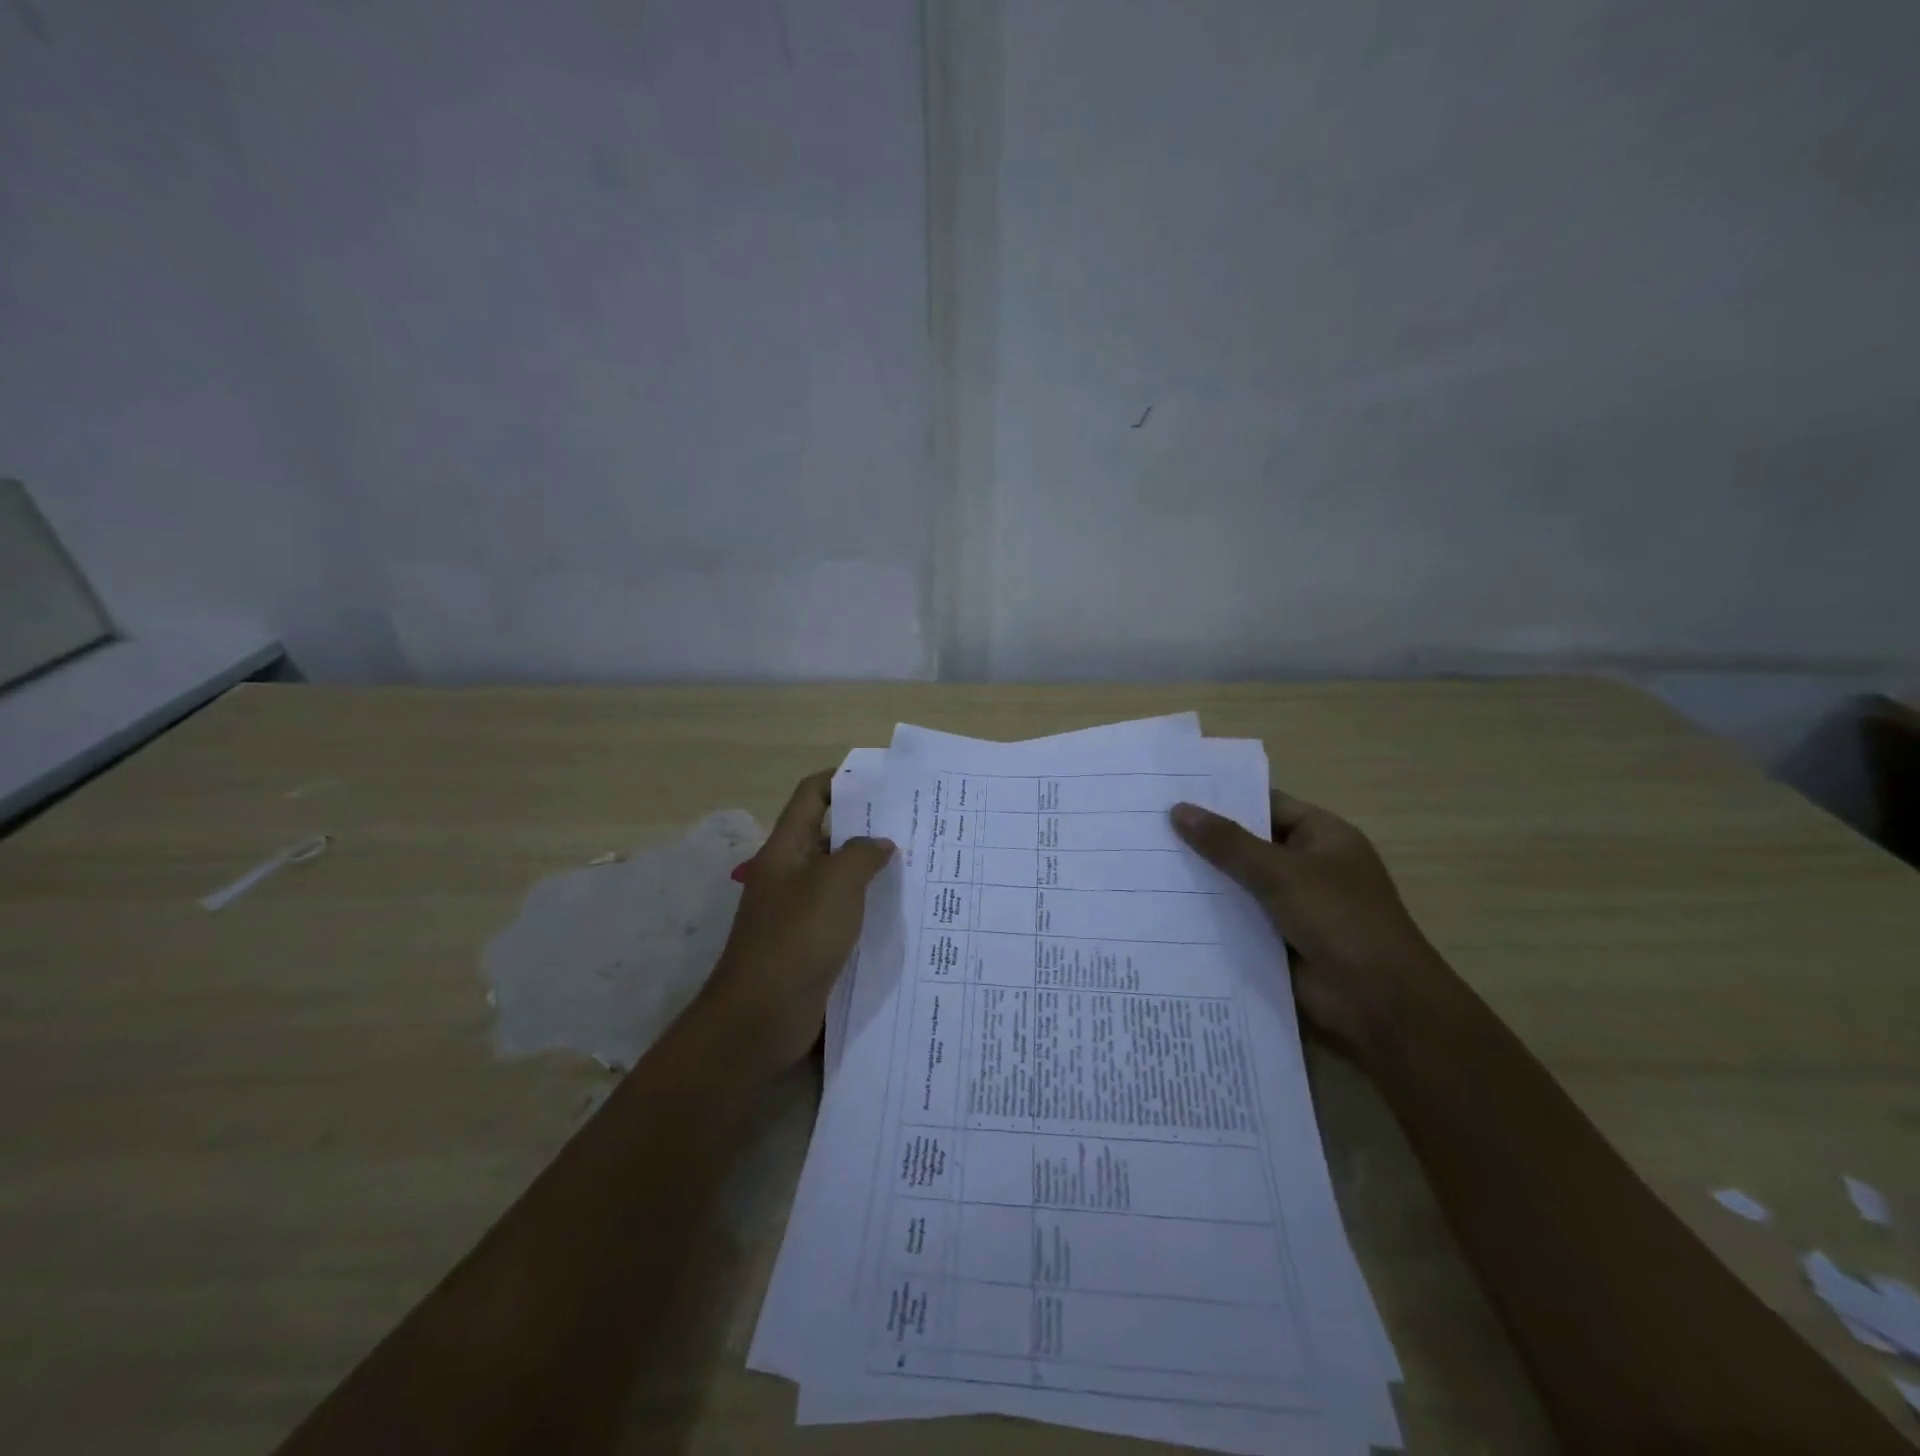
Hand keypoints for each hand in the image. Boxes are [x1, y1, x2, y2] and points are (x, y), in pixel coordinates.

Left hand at [698, 769, 895, 1074]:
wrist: (761, 1017)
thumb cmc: (796, 938)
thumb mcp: (835, 885)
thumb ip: (862, 855)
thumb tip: (881, 844)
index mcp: (786, 848)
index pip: (812, 795)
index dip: (842, 779)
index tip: (883, 780)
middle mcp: (791, 873)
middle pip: (830, 834)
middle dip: (868, 826)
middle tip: (916, 822)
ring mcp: (800, 910)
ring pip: (841, 876)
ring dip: (873, 869)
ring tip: (919, 861)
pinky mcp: (812, 943)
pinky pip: (844, 913)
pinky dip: (869, 906)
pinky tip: (903, 909)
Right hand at [1170, 791, 1455, 1054]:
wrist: (1377, 1001)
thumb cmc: (1338, 920)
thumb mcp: (1279, 873)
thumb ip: (1227, 843)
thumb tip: (1178, 810)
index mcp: (1322, 836)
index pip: (1265, 805)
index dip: (1223, 799)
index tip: (1173, 793)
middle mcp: (1309, 864)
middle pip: (1249, 844)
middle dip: (1206, 840)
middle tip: (1148, 827)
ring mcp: (1295, 904)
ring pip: (1240, 883)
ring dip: (1205, 878)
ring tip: (1148, 863)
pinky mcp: (1280, 939)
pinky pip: (1239, 917)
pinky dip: (1212, 913)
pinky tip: (1168, 905)